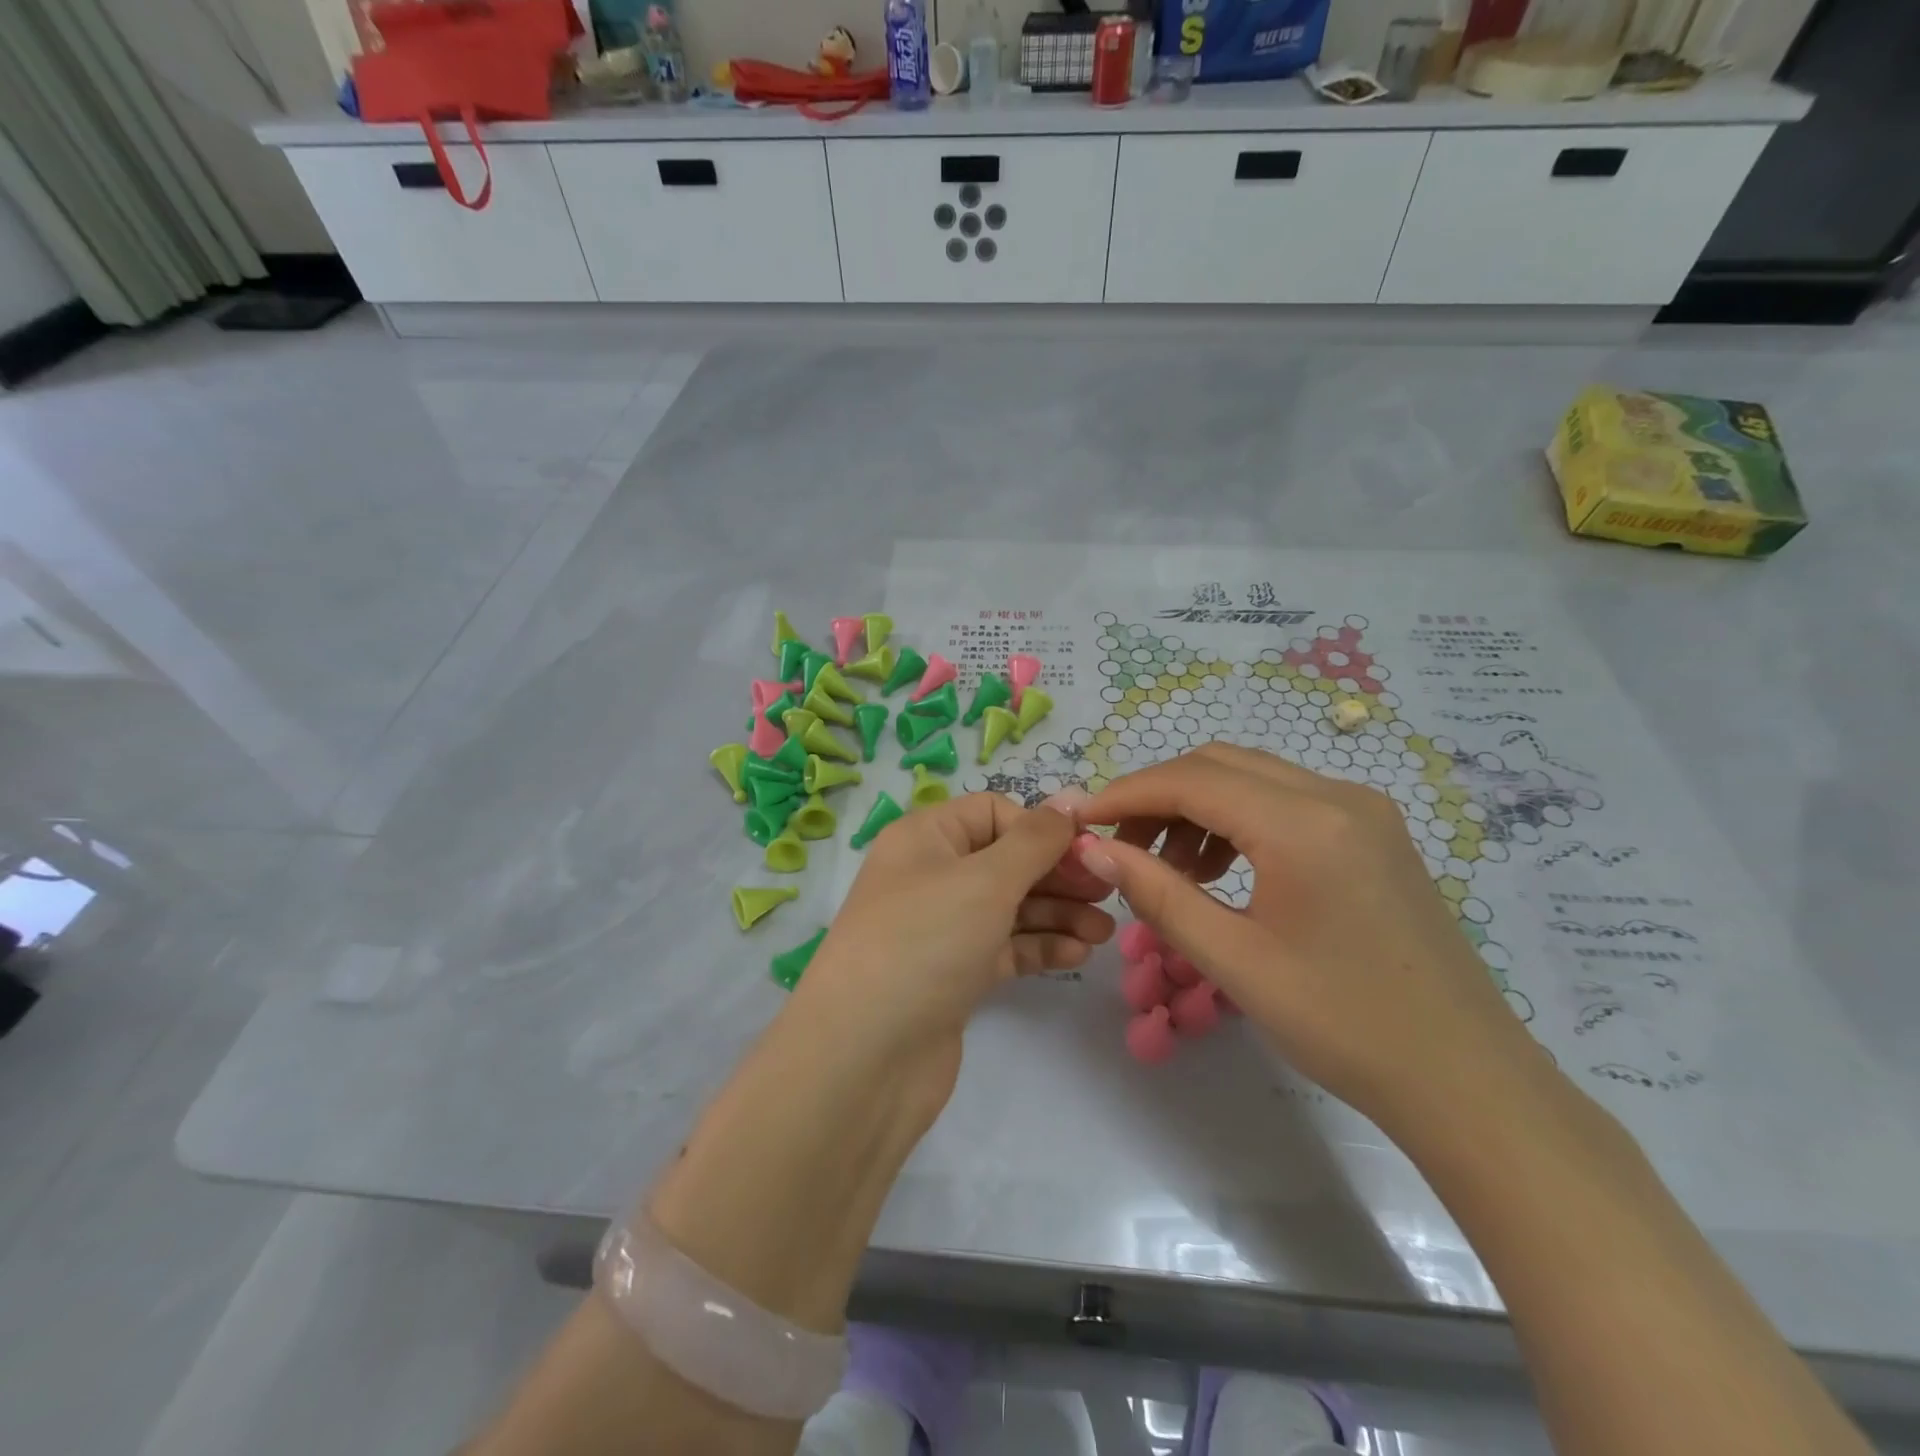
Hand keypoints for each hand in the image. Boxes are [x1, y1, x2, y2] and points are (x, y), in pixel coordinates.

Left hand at [791, 790, 1115, 1129]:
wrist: (865, 1057)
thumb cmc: (926, 942)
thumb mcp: (985, 879)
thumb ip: (1034, 840)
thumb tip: (1068, 801)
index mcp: (925, 838)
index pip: (993, 813)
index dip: (1041, 828)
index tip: (1089, 852)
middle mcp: (930, 876)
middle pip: (1006, 860)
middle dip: (1057, 874)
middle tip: (1107, 894)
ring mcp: (940, 929)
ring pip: (1009, 907)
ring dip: (1057, 913)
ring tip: (1105, 932)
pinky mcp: (952, 975)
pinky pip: (1003, 948)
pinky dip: (1038, 947)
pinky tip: (1078, 955)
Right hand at [1074, 745, 1545, 1134]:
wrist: (1464, 1078)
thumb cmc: (1343, 1025)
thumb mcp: (1234, 961)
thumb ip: (1158, 894)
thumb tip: (1094, 849)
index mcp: (1304, 825)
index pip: (1191, 779)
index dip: (1126, 793)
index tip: (1081, 821)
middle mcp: (1337, 795)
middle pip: (1219, 764)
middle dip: (1158, 796)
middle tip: (1120, 847)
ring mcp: (1363, 809)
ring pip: (1252, 777)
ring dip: (1197, 807)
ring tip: (1169, 868)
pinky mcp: (1373, 831)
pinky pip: (1285, 800)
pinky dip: (1237, 819)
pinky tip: (1221, 870)